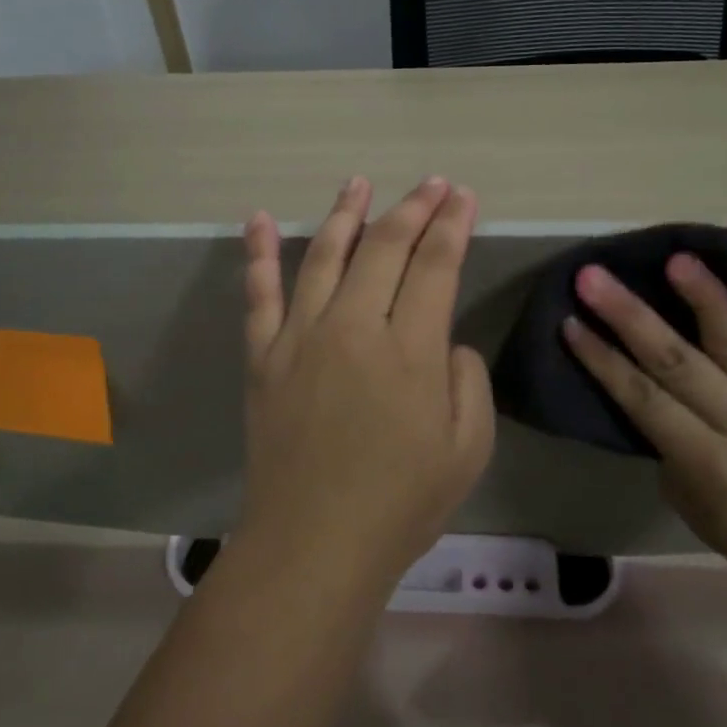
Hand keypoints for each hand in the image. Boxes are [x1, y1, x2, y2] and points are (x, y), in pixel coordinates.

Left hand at [237, 176, 495, 596]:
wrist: (314, 543)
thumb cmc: (401, 502)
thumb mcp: (467, 448)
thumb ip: (466, 379)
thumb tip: (443, 339)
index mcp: (408, 350)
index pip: (435, 265)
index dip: (452, 225)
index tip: (463, 197)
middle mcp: (353, 327)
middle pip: (385, 248)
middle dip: (413, 208)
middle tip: (432, 183)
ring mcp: (300, 336)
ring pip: (325, 256)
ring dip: (346, 214)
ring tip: (359, 182)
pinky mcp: (263, 355)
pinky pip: (258, 293)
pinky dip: (258, 253)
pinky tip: (259, 219)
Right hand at [562, 254, 726, 602]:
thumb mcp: (691, 505)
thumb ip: (668, 445)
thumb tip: (649, 392)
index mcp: (709, 462)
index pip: (644, 400)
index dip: (603, 361)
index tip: (569, 322)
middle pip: (677, 361)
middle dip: (629, 316)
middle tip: (593, 277)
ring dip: (702, 297)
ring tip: (676, 258)